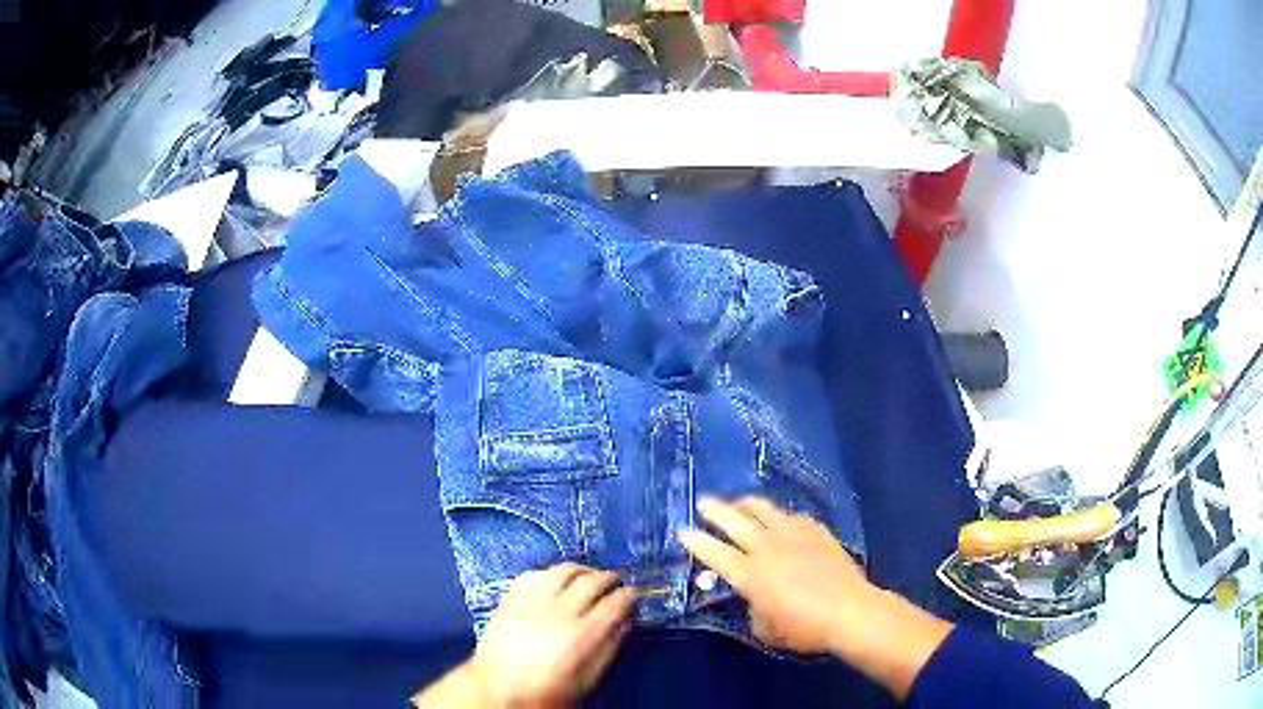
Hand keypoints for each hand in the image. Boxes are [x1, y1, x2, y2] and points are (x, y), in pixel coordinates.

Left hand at [470, 563, 636, 707]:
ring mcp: (533, 601)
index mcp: (584, 634)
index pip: (617, 602)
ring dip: (582, 570)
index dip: (631, 594)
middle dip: (610, 578)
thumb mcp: (589, 678)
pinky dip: (550, 573)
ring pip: (563, 570)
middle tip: (617, 581)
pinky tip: (555, 580)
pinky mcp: (511, 598)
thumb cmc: (549, 691)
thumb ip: (610, 647)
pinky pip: (534, 574)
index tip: (636, 593)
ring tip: (589, 576)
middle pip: (593, 581)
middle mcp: (560, 611)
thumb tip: (626, 622)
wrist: (499, 689)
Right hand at [679, 497, 952, 698]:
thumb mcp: (767, 629)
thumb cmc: (804, 628)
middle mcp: (767, 548)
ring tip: (738, 503)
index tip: (683, 531)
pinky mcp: (815, 530)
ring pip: (763, 510)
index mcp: (750, 574)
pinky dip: (778, 515)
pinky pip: (790, 515)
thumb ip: (753, 609)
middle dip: (714, 510)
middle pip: (734, 521)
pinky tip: (779, 519)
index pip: (715, 553)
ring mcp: (793, 534)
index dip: (697, 542)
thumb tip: (754, 598)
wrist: (850, 611)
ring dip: (746, 504)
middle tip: (702, 503)